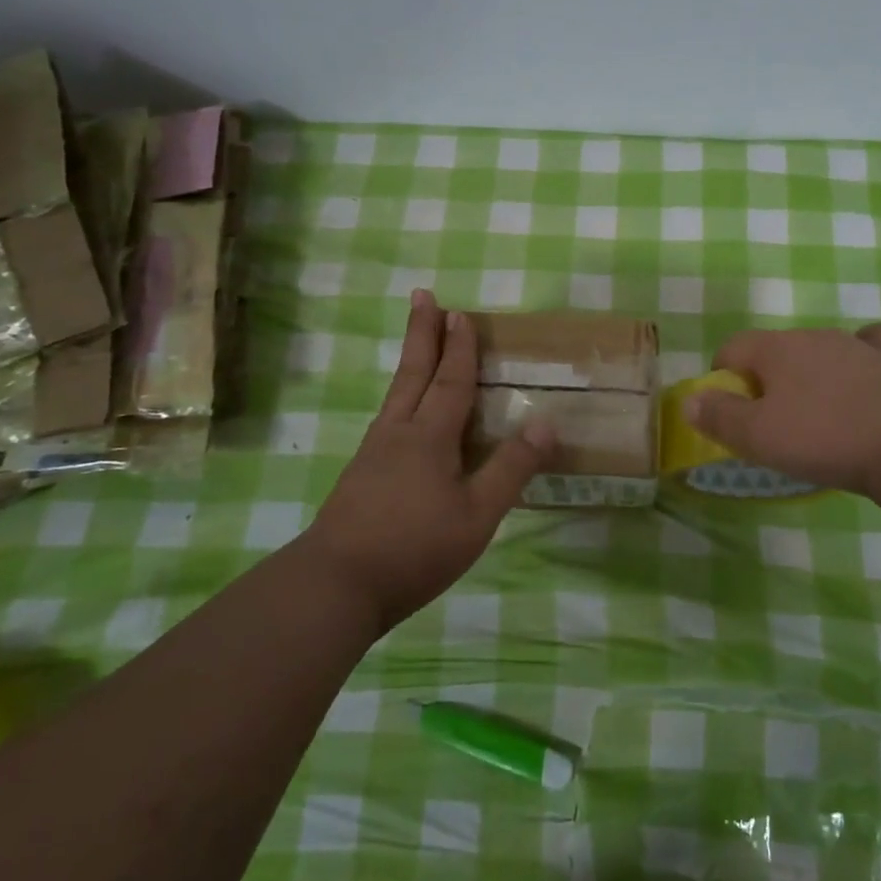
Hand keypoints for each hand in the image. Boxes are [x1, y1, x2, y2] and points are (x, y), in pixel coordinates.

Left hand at [305, 290, 553, 631]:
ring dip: (410, 361)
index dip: (459, 347)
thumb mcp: (478, 514)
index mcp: (430, 437)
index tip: (460, 312)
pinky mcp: (359, 476)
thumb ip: (511, 468)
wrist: (334, 585)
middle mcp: (398, 433)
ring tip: (415, 342)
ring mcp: (373, 454)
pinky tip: (400, 415)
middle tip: (421, 295)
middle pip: (413, 373)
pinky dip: (400, 397)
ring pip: (396, 394)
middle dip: (421, 333)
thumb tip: (547, 422)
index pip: (451, 381)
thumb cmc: (414, 548)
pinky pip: (387, 418)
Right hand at [684, 324, 880, 494]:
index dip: (721, 379)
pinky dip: (860, 357)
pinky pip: (869, 346)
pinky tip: (861, 376)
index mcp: (776, 347)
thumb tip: (690, 400)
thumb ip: (718, 416)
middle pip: (773, 351)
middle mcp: (812, 335)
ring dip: (806, 376)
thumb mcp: (757, 437)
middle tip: (771, 424)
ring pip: (816, 351)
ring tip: (815, 416)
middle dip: (764, 380)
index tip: (731, 415)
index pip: (732, 348)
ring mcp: (855, 345)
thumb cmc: (822, 439)